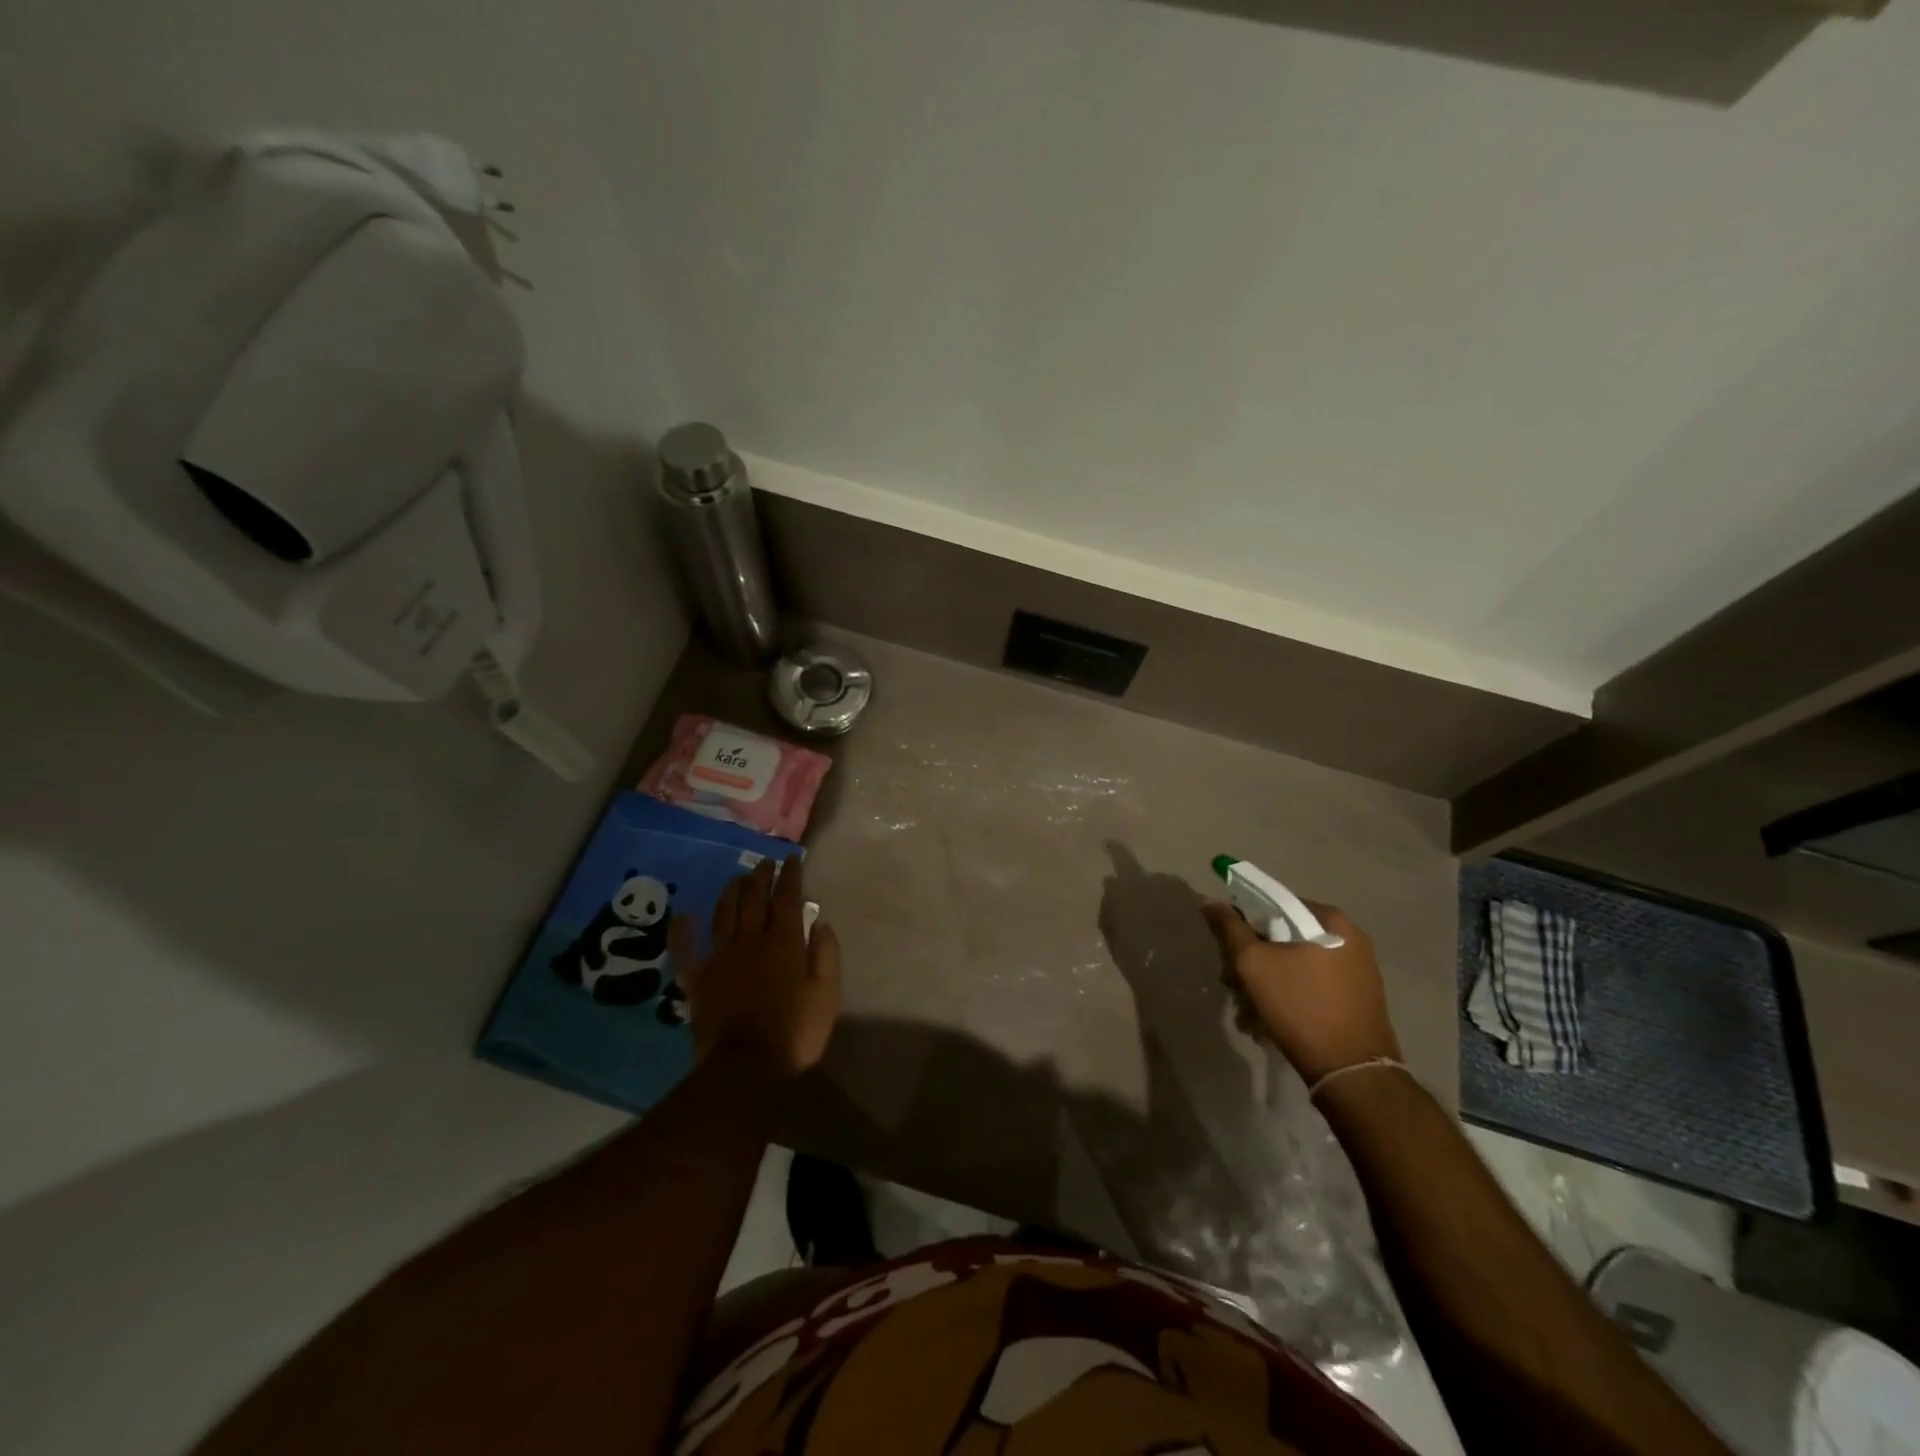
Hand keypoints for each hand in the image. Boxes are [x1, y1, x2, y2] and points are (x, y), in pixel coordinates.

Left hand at [669, 856, 840, 1080]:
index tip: (792, 858)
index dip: (791, 875)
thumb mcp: (827, 995)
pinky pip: (686, 951)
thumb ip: (825, 954)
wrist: (745, 1069)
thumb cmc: (795, 1033)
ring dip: (732, 892)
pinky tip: (684, 916)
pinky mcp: (698, 980)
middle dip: (761, 876)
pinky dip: (683, 931)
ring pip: (724, 914)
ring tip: (738, 878)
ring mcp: (720, 958)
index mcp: (784, 942)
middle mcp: (750, 940)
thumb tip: (819, 922)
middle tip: (765, 862)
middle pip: (754, 899)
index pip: (788, 898)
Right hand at [1201, 899, 1401, 1085]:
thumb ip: (1230, 928)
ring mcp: (1359, 970)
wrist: (1351, 1073)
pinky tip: (1271, 1023)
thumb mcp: (1253, 963)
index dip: (1244, 924)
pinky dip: (1290, 997)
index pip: (1274, 904)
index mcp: (1330, 920)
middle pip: (1284, 937)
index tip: (1229, 951)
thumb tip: (1210, 901)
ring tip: (1249, 1014)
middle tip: (1234, 986)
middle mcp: (1350, 938)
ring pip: (1296, 964)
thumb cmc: (1300, 1007)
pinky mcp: (1360, 999)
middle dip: (1253, 961)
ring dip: (1267, 983)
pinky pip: (1314, 985)